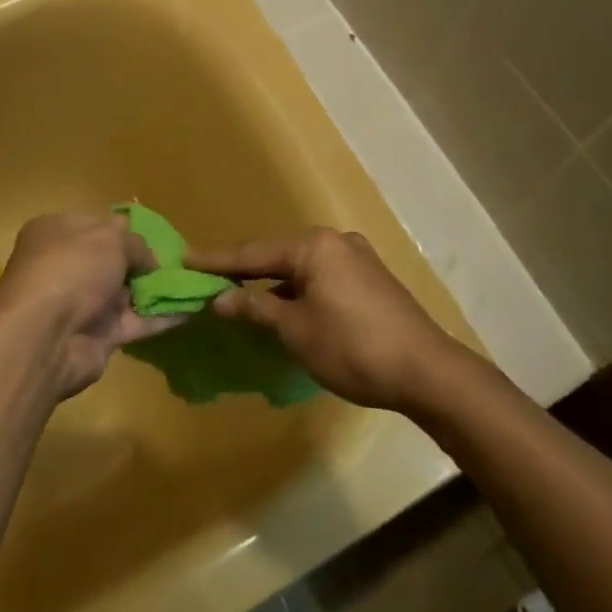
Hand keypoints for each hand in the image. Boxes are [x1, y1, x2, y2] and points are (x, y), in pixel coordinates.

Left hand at [0, 211, 179, 398]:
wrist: (46, 337)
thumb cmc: (72, 268)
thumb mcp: (109, 238)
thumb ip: (135, 243)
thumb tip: (148, 259)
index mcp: (56, 232)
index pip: (95, 224)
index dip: (124, 229)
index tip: (155, 235)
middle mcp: (65, 266)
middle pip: (111, 260)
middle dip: (144, 262)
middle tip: (180, 261)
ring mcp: (80, 303)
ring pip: (126, 292)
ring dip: (157, 289)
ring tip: (195, 283)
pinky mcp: (97, 337)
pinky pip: (135, 322)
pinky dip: (161, 317)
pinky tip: (192, 308)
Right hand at [190, 228, 467, 410]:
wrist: (427, 371)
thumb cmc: (353, 348)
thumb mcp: (296, 331)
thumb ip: (255, 309)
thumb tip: (219, 299)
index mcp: (314, 246)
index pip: (253, 252)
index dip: (217, 261)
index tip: (184, 261)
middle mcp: (335, 241)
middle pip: (277, 254)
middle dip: (244, 270)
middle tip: (209, 279)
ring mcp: (356, 257)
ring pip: (300, 266)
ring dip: (272, 283)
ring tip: (240, 295)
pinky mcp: (370, 278)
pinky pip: (320, 276)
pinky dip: (297, 289)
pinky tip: (285, 307)